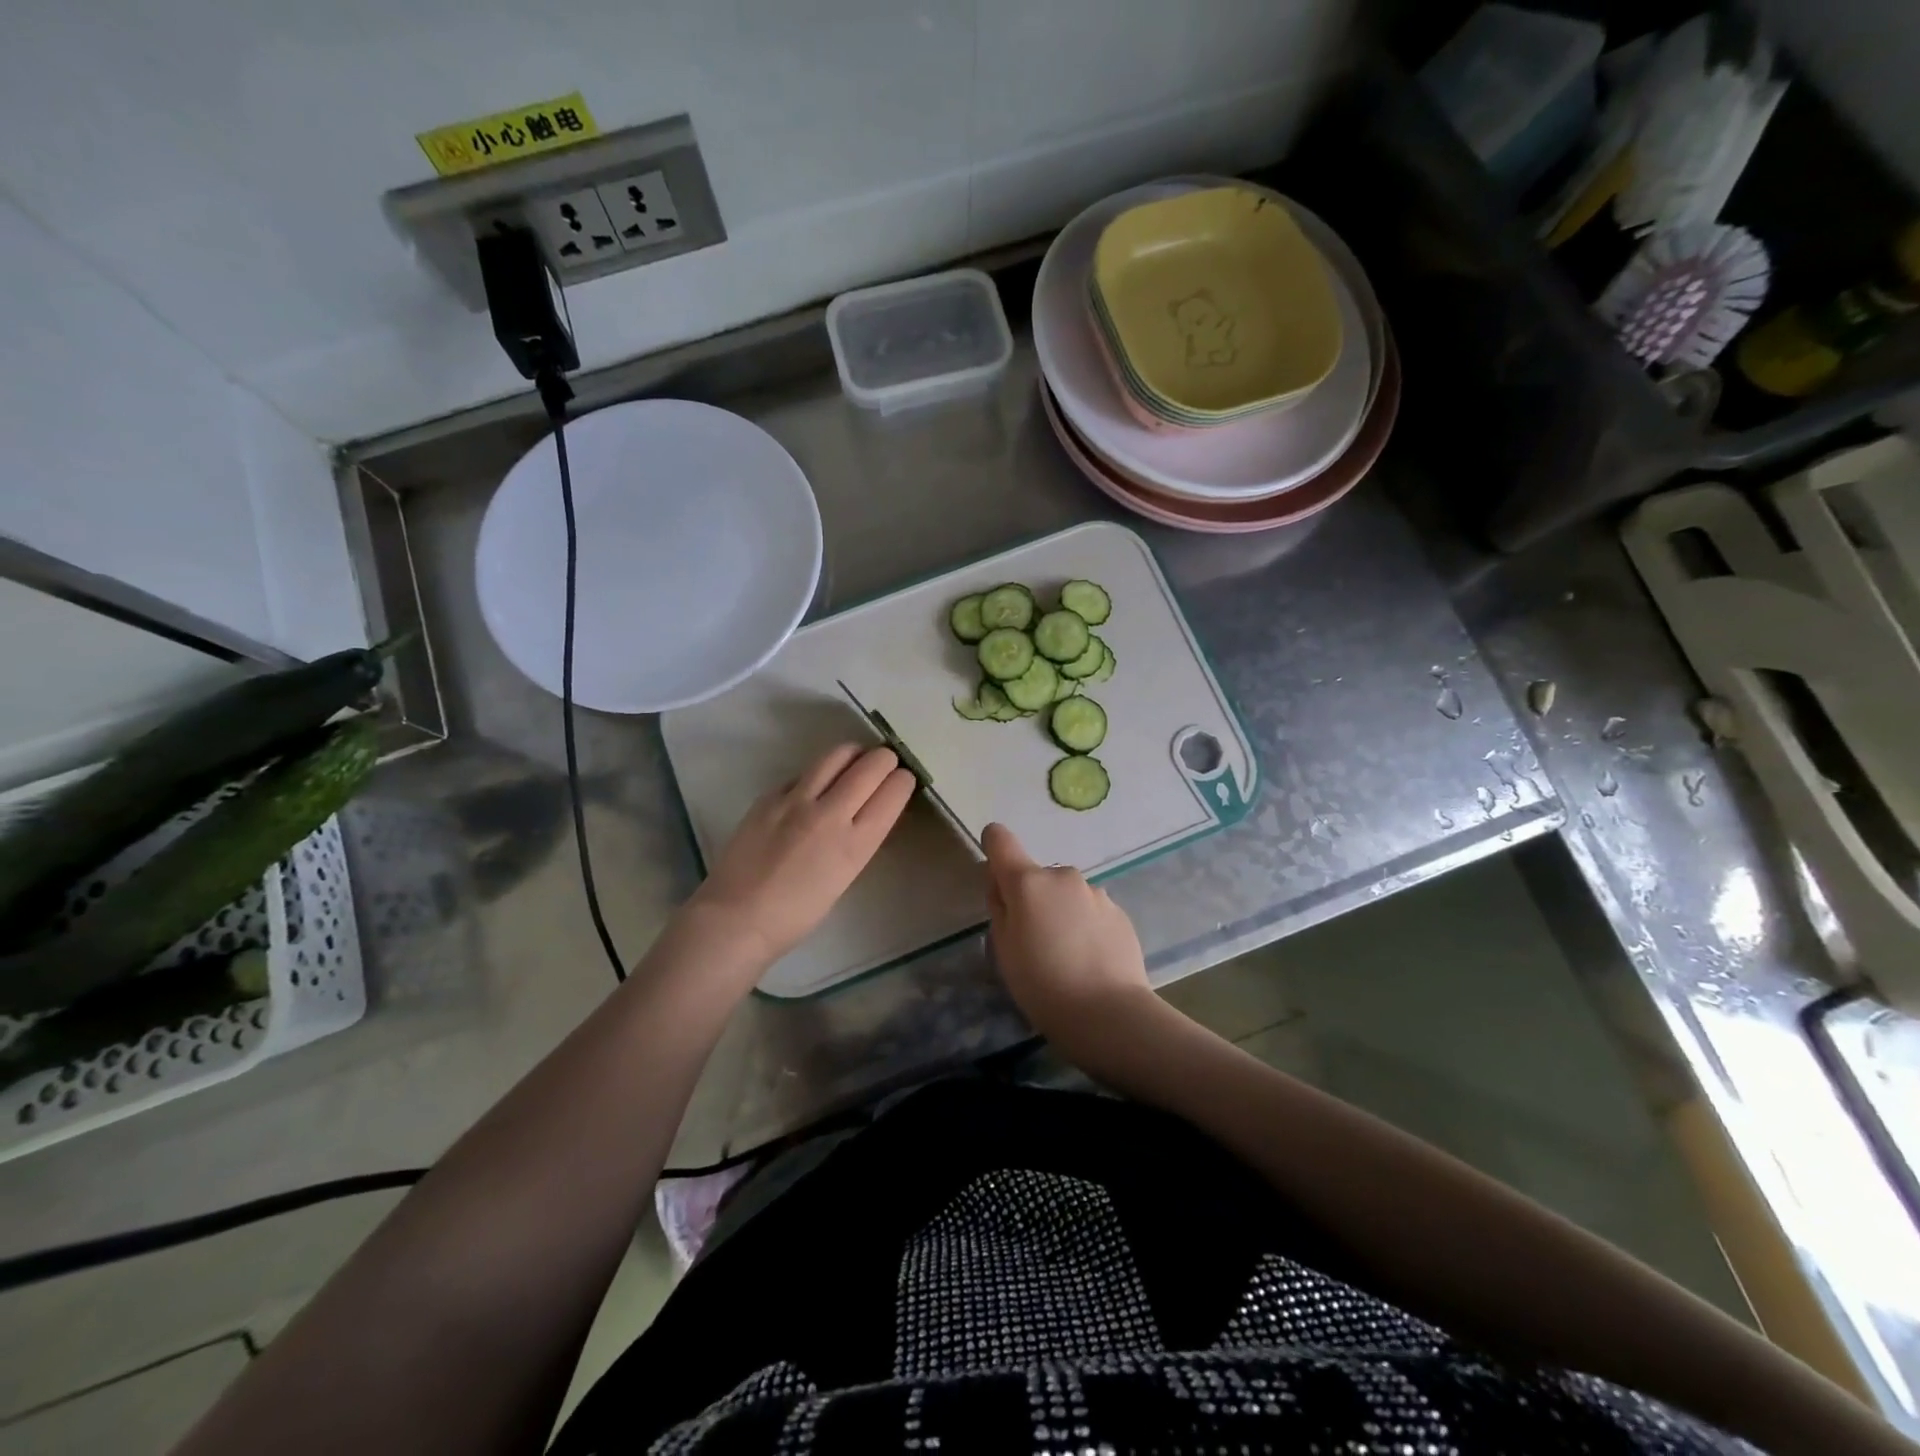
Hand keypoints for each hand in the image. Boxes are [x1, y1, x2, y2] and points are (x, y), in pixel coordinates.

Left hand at [689, 744, 915, 965]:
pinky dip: (817, 774)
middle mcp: (830, 814)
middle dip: (885, 760)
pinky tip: (812, 788)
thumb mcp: (843, 878)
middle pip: (871, 765)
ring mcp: (796, 800)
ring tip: (854, 762)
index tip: (902, 780)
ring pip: (837, 755)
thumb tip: (866, 811)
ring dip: (853, 754)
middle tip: (884, 765)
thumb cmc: (795, 915)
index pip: (893, 791)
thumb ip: (857, 840)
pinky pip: (803, 773)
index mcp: (855, 844)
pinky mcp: (769, 796)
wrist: (736, 919)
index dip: (903, 781)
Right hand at [982, 822, 1157, 1054]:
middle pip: (1036, 876)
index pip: (1001, 841)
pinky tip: (1089, 960)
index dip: (993, 847)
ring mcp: (1095, 892)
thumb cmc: (1042, 984)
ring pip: (1066, 895)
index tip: (995, 875)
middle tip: (1032, 940)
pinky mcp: (1119, 912)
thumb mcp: (1003, 949)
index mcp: (1028, 882)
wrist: (1109, 1013)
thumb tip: (1002, 884)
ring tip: (1066, 956)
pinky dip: (1085, 926)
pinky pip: (1090, 910)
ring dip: (1060, 912)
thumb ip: (999, 907)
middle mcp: (1063, 876)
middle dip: (1031, 898)